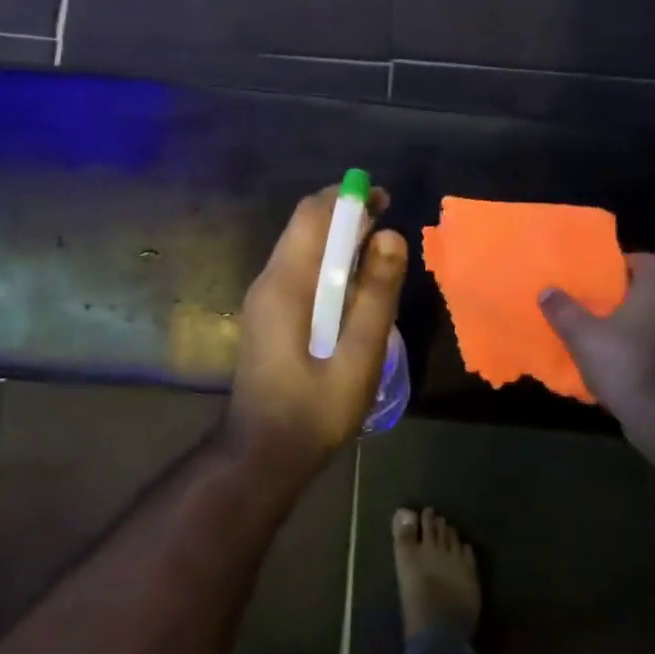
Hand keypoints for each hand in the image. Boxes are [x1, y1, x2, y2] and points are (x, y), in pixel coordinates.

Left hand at [226, 186, 409, 458]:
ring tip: (378, 257)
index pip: (312, 216)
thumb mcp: (358, 357)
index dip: (349, 198)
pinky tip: (353, 289)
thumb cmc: (314, 410)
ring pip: (301, 248)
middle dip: (346, 216)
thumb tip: (392, 235)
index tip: (385, 200)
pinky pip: (298, 271)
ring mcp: (264, 299)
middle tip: (388, 230)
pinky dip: (328, 264)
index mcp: (286, 285)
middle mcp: (268, 281)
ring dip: (338, 240)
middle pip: (304, 226)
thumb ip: (376, 296)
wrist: (262, 455)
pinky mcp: (268, 315)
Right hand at [539, 253, 654, 416]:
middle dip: (628, 297)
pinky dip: (644, 351)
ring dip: (637, 326)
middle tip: (599, 304)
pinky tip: (621, 364)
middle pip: (654, 292)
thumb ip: (564, 310)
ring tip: (607, 335)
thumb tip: (547, 291)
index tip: (604, 273)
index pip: (651, 262)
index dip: (627, 263)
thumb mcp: (582, 335)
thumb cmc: (623, 361)